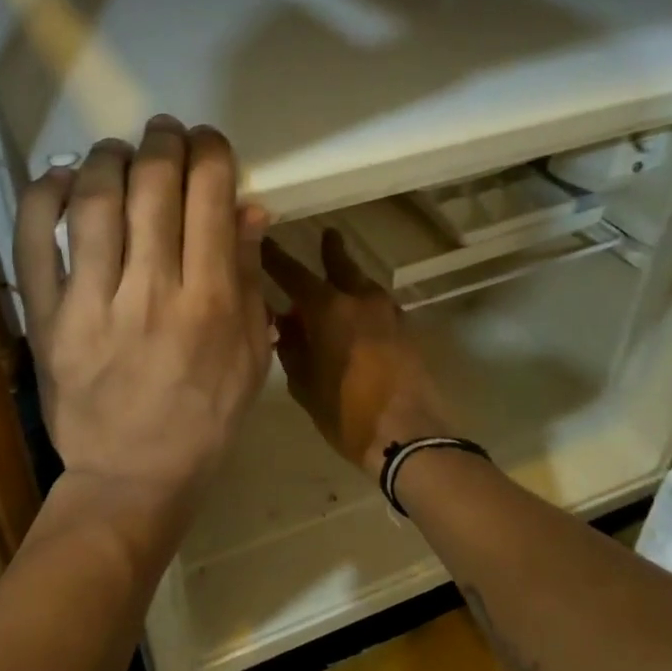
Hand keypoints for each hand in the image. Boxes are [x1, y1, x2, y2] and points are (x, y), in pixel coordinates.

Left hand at [15, 117, 272, 507]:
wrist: (133, 476)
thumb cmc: (205, 419)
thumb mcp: (251, 356)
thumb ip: (250, 279)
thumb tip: (248, 208)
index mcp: (211, 302)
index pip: (211, 197)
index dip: (210, 152)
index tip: (207, 144)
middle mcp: (152, 291)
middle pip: (153, 185)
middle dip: (162, 142)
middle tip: (164, 134)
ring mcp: (92, 304)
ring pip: (95, 200)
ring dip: (107, 157)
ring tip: (117, 151)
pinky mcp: (46, 318)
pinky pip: (34, 241)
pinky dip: (44, 196)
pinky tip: (62, 178)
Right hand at [262, 229, 451, 471]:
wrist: (408, 434)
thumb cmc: (346, 412)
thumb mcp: (304, 384)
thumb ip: (292, 348)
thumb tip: (285, 324)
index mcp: (329, 310)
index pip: (294, 274)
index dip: (276, 258)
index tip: (263, 241)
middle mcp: (360, 301)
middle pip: (342, 266)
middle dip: (330, 251)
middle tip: (326, 236)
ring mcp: (389, 314)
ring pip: (365, 284)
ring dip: (351, 278)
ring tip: (340, 278)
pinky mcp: (407, 331)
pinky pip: (381, 306)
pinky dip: (366, 302)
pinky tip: (360, 314)